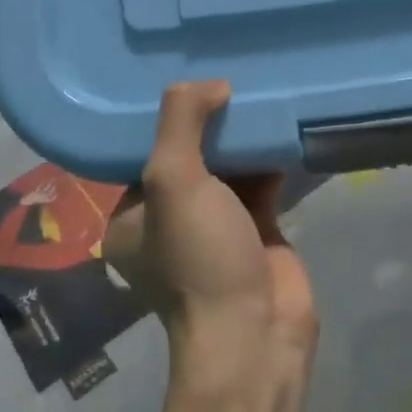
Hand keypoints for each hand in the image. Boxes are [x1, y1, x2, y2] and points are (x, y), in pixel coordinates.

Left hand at [103, 81, 317, 394]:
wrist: (254, 333)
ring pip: (225, 171)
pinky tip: (280, 127)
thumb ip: (181, 123)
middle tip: (227, 79)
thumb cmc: (198, 258)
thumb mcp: (173, 182)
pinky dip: (268, 161)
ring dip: (240, 139)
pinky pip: (259, 185)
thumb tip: (209, 84)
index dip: (161, 118)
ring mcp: (214, 229)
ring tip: (255, 91)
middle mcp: (168, 222)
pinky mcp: (255, 233)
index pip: (139, 154)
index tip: (185, 79)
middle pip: (187, 158)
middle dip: (206, 123)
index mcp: (131, 217)